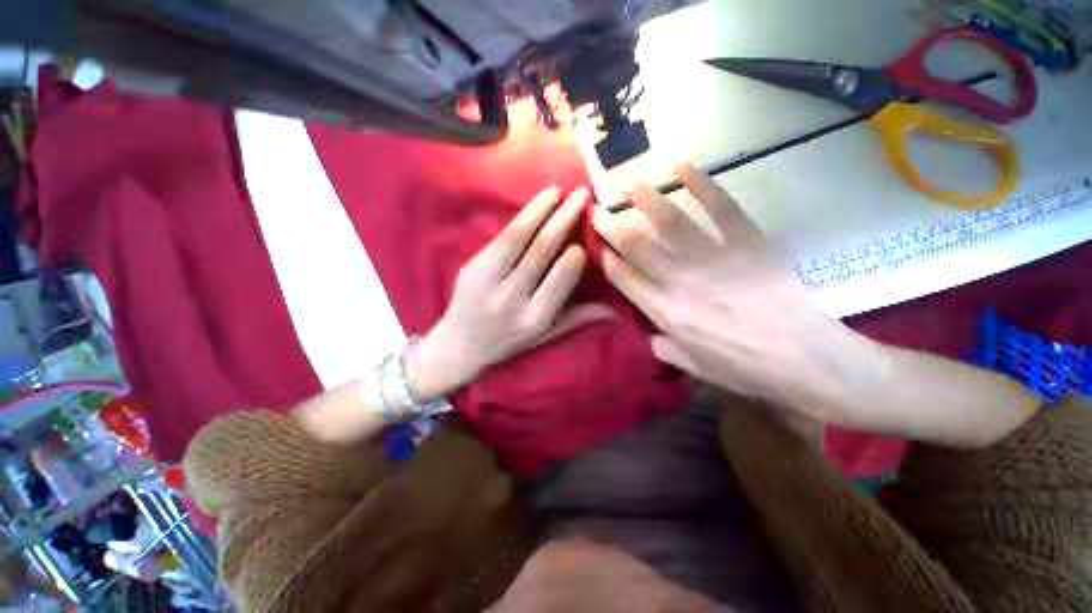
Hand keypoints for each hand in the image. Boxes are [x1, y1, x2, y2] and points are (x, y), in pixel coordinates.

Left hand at [407, 186, 613, 401]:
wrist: (459, 345)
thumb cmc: (508, 342)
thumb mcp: (545, 336)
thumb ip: (577, 319)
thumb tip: (615, 313)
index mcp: (534, 319)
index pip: (559, 281)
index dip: (574, 257)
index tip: (584, 238)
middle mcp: (511, 300)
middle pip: (541, 252)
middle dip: (564, 220)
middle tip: (581, 196)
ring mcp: (488, 281)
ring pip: (519, 238)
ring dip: (541, 210)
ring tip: (558, 190)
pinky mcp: (473, 268)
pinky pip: (502, 237)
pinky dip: (522, 217)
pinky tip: (536, 203)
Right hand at [591, 164, 881, 423]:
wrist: (804, 360)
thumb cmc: (744, 369)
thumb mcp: (694, 367)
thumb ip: (663, 347)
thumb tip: (648, 334)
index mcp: (666, 312)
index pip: (623, 277)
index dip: (605, 257)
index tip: (595, 242)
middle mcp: (681, 281)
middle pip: (637, 246)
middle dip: (612, 225)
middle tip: (597, 208)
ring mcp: (715, 259)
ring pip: (671, 222)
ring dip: (645, 199)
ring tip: (628, 180)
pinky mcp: (747, 243)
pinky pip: (721, 209)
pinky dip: (702, 185)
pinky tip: (683, 167)